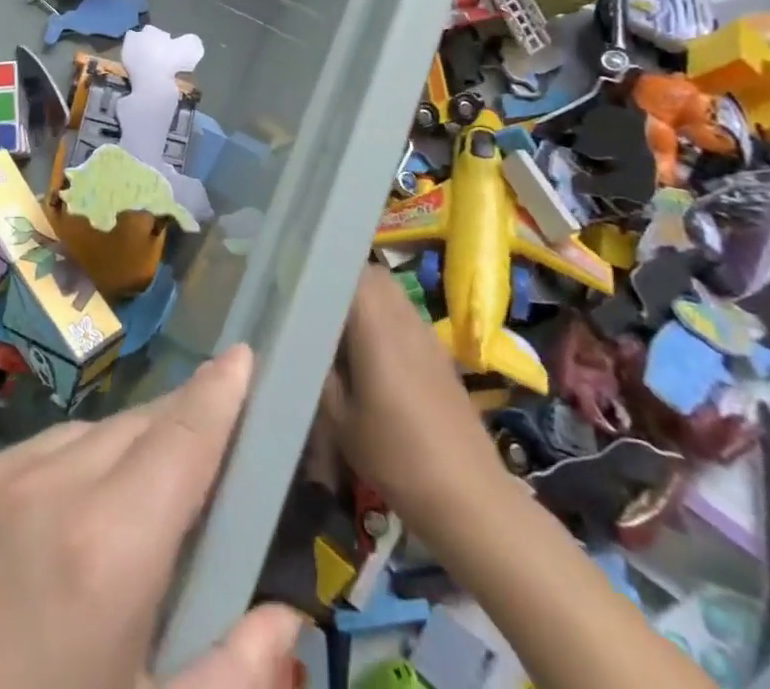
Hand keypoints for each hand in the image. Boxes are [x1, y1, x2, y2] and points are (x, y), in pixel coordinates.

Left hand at [0, 344, 303, 688]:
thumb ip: (228, 676)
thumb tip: (285, 615)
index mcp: (110, 547)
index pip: (183, 437)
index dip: (221, 392)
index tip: (245, 356)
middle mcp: (54, 483)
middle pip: (141, 425)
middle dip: (184, 422)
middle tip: (216, 442)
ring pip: (91, 433)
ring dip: (128, 448)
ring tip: (142, 497)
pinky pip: (40, 450)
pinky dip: (75, 464)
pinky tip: (70, 518)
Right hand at [319, 266, 511, 542]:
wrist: (471, 500)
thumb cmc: (397, 458)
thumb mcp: (340, 420)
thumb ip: (320, 371)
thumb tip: (304, 339)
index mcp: (376, 326)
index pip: (350, 270)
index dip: (323, 268)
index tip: (298, 281)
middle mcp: (404, 319)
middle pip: (373, 276)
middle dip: (343, 280)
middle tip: (315, 305)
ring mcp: (427, 335)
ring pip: (392, 295)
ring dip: (366, 301)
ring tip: (339, 330)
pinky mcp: (440, 355)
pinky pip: (406, 317)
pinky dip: (385, 321)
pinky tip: (372, 357)